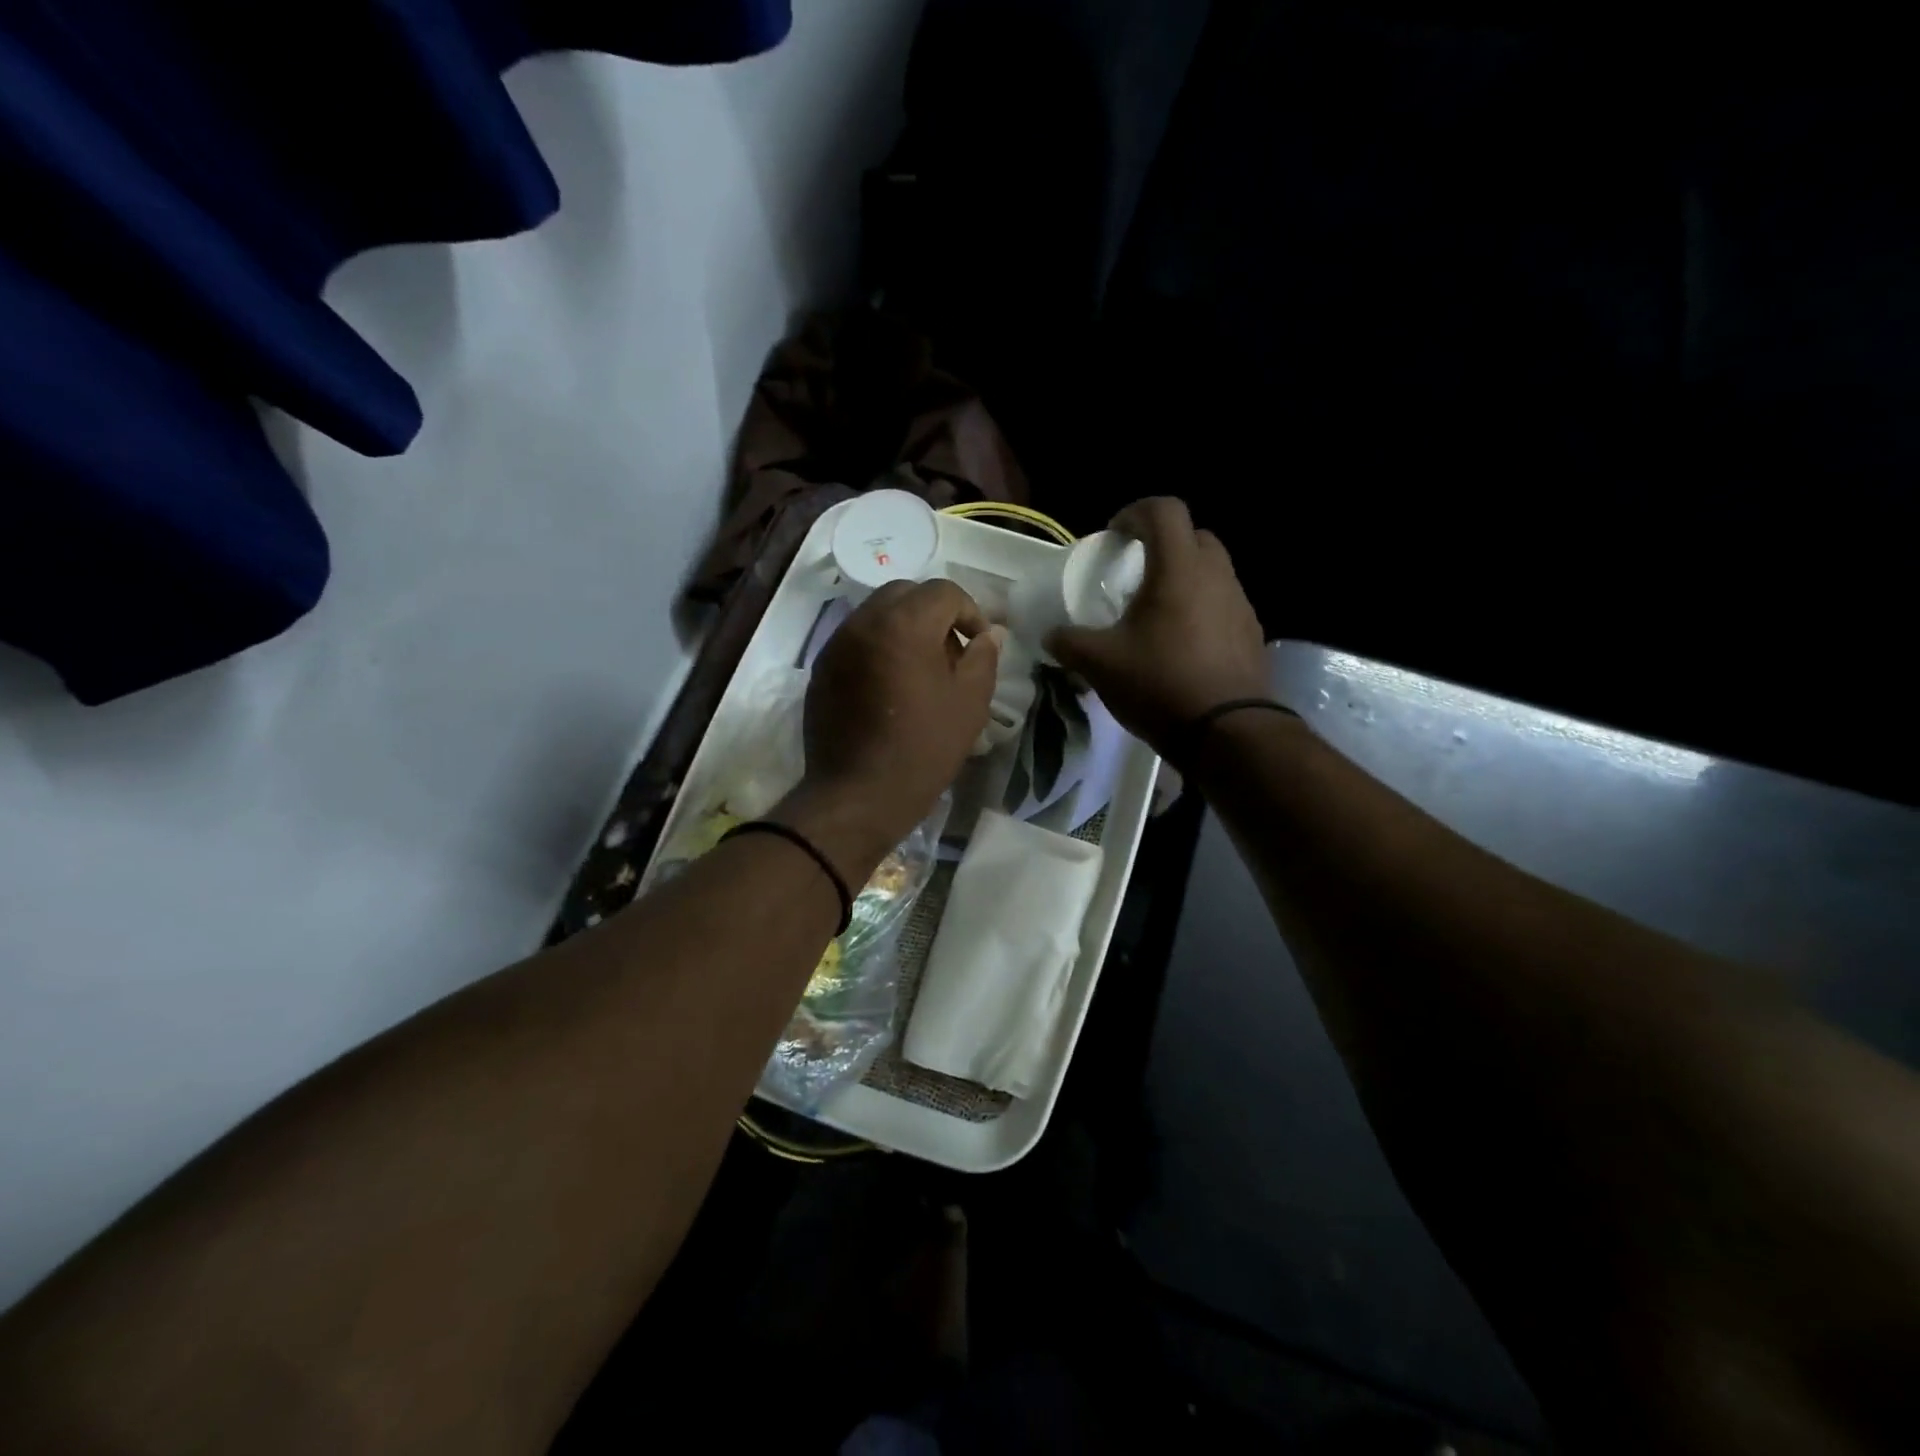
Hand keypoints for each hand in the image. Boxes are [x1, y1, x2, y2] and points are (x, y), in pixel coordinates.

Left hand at [780, 579, 999, 871]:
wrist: (858, 795)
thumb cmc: (923, 749)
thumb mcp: (969, 703)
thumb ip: (983, 657)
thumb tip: (989, 634)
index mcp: (904, 624)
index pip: (944, 591)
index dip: (970, 612)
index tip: (978, 645)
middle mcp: (864, 622)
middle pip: (905, 593)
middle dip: (934, 613)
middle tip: (950, 651)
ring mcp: (837, 644)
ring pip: (877, 613)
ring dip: (904, 627)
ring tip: (920, 669)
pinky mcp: (822, 668)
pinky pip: (856, 639)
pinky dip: (879, 646)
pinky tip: (890, 686)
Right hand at [1047, 498, 1268, 755]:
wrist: (1227, 732)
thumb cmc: (1160, 684)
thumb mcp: (1100, 664)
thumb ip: (1069, 642)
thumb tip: (1050, 635)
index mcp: (1178, 569)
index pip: (1164, 510)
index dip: (1135, 513)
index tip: (1115, 536)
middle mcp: (1216, 575)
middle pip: (1194, 536)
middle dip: (1163, 544)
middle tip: (1137, 573)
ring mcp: (1240, 604)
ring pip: (1212, 571)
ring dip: (1185, 579)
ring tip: (1157, 614)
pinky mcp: (1251, 633)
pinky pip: (1223, 605)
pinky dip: (1202, 609)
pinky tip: (1182, 645)